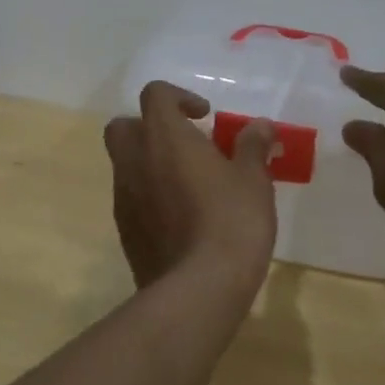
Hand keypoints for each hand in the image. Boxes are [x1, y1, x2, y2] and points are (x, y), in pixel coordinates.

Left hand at [104, 81, 278, 293]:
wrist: (199, 290)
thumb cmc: (231, 221)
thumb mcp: (253, 179)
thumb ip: (252, 146)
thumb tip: (261, 126)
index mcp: (164, 136)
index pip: (155, 94)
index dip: (178, 97)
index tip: (204, 116)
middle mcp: (135, 160)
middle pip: (124, 126)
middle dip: (150, 127)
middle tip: (186, 144)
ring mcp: (124, 198)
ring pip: (126, 164)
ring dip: (151, 163)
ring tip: (190, 183)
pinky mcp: (125, 232)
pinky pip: (132, 199)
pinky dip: (150, 196)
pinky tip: (183, 216)